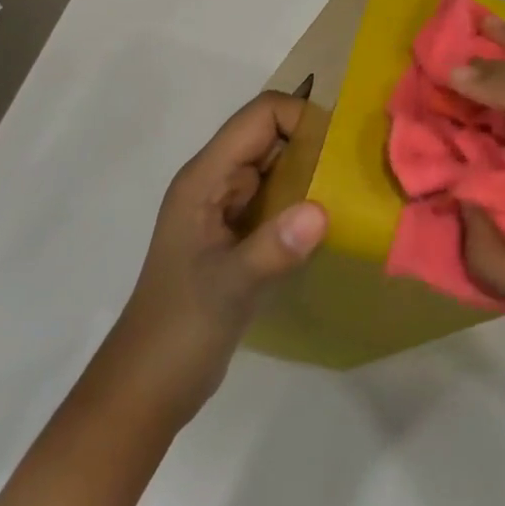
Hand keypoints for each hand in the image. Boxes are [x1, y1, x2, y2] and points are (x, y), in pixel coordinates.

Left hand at [95, 93, 326, 429]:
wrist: (146, 390)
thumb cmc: (178, 331)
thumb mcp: (228, 289)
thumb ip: (273, 248)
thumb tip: (322, 210)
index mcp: (205, 177)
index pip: (260, 115)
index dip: (301, 119)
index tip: (339, 151)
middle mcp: (216, 181)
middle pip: (272, 134)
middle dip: (314, 142)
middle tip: (358, 169)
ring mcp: (226, 207)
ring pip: (278, 164)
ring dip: (314, 171)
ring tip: (353, 191)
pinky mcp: (238, 233)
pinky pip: (279, 197)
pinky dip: (305, 200)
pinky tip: (332, 223)